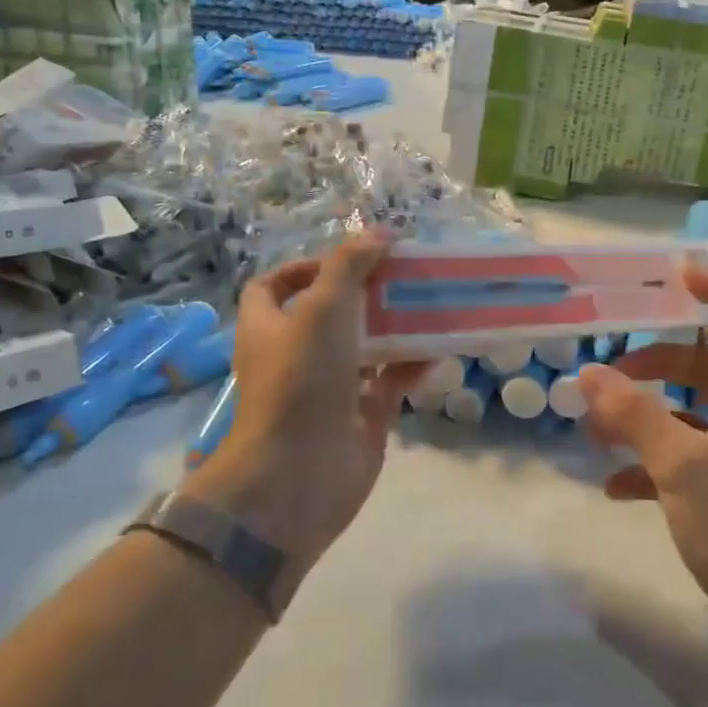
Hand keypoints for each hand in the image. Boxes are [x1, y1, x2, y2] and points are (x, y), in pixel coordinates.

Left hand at [182, 233, 425, 604]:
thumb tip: (381, 232)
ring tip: (428, 305)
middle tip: (403, 275)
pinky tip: (438, 352)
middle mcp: (296, 354)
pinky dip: (411, 366)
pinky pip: (390, 382)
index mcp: (269, 326)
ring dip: (394, 327)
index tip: (349, 259)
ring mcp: (329, 387)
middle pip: (329, 313)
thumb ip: (350, 264)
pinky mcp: (360, 415)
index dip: (305, 266)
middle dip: (365, 293)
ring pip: (364, 347)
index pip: (275, 285)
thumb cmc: (301, 380)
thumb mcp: (323, 307)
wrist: (299, 474)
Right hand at [578, 261, 707, 628]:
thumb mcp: (683, 466)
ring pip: (688, 415)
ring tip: (597, 428)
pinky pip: (681, 464)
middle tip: (613, 367)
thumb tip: (589, 374)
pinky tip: (615, 486)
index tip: (679, 268)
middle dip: (659, 358)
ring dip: (644, 414)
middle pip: (706, 365)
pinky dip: (647, 465)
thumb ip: (635, 416)